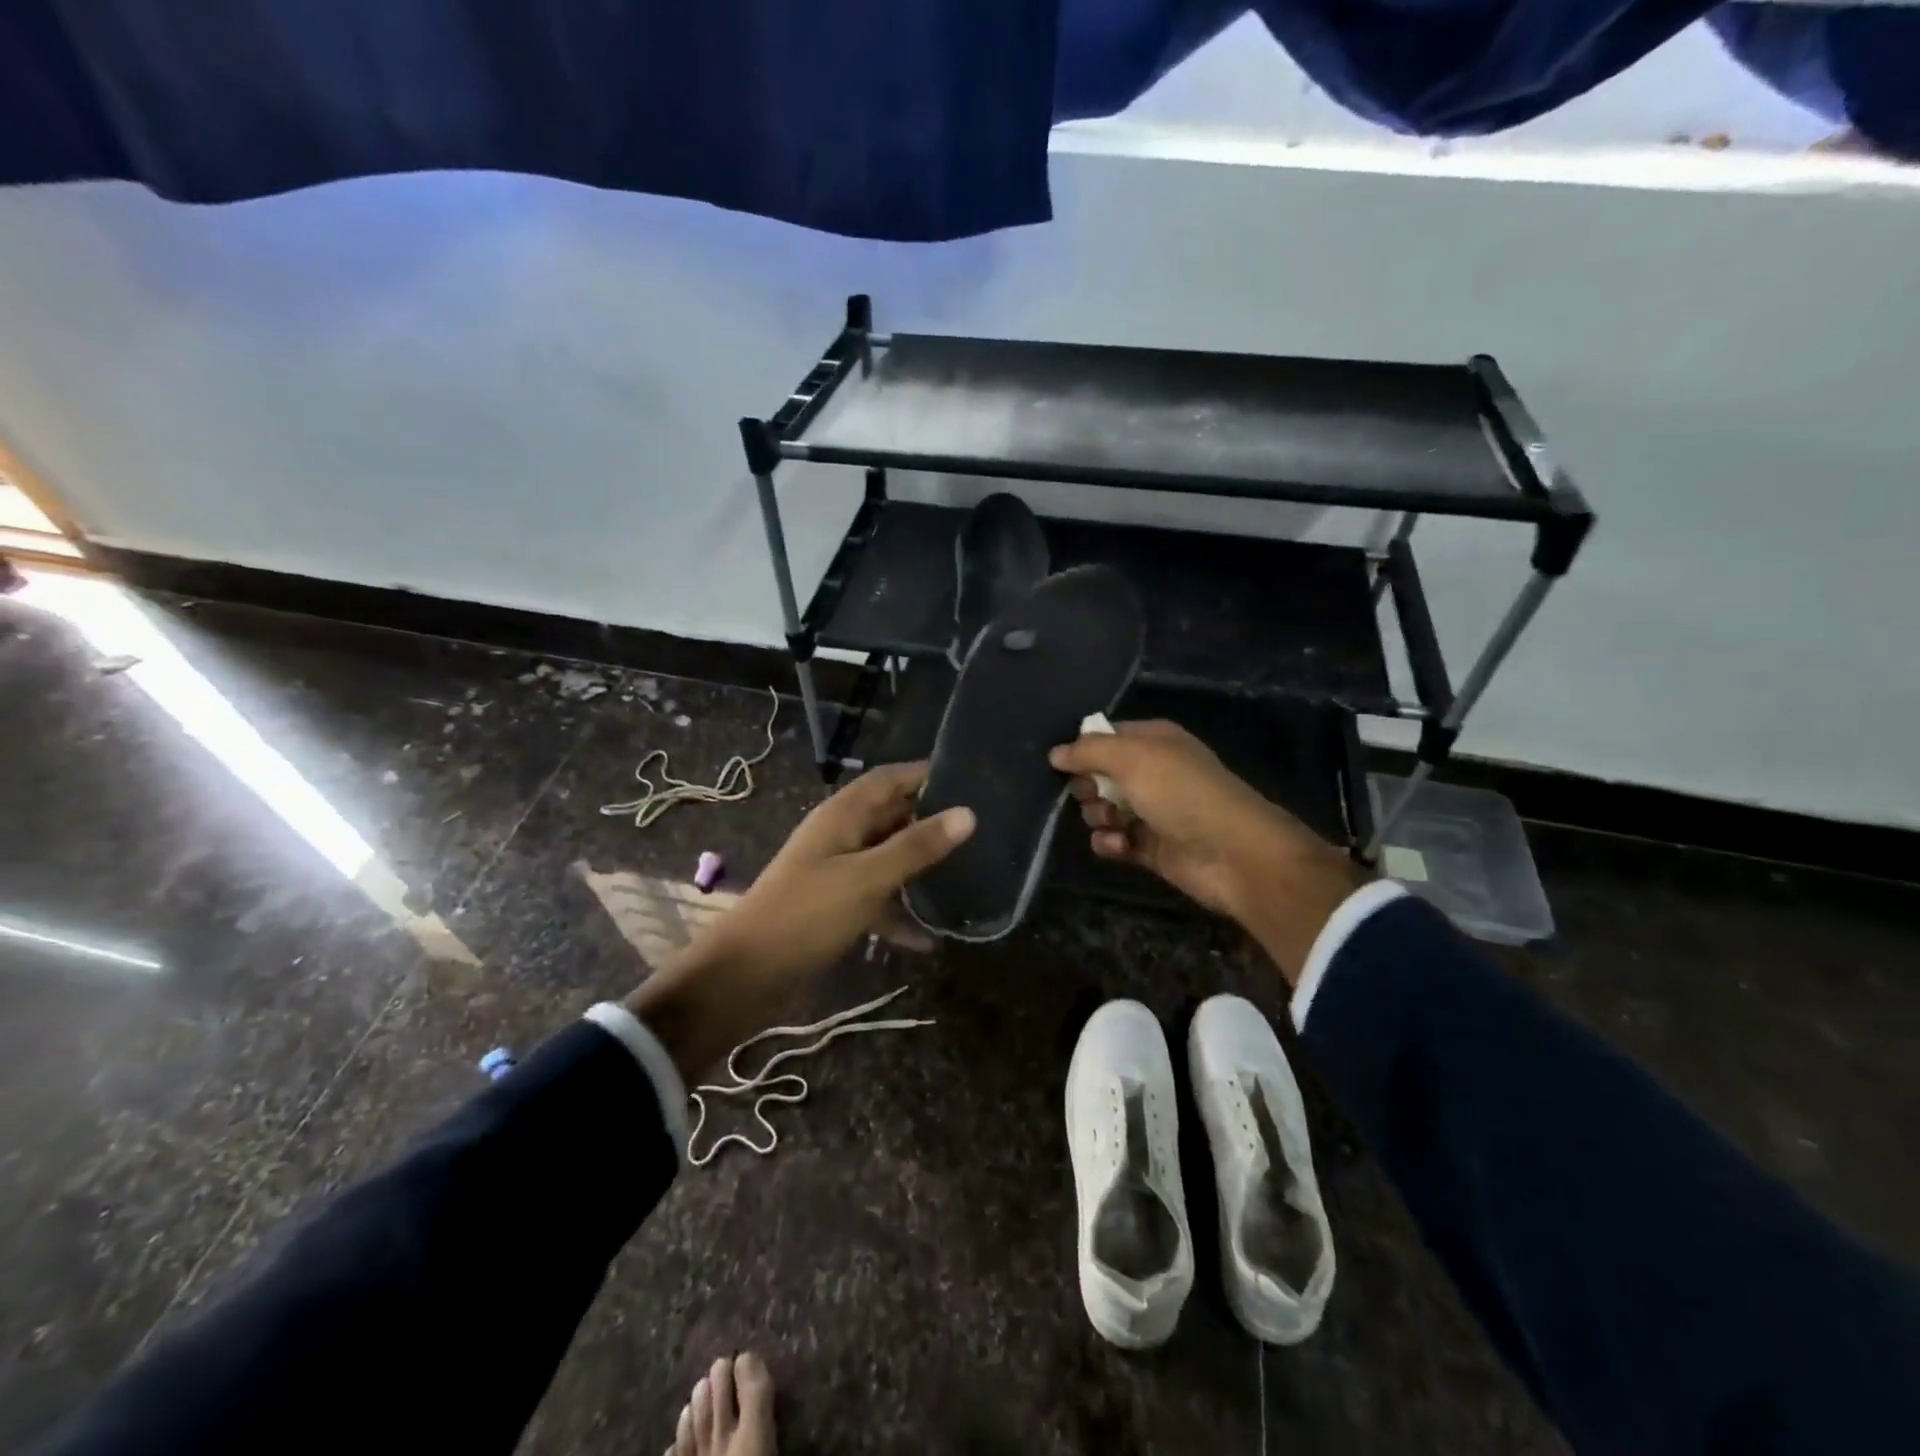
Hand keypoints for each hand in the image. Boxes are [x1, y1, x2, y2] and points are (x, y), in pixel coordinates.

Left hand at [624, 762, 973, 1078]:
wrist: (746, 974)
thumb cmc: (807, 913)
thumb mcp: (868, 878)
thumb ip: (917, 846)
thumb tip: (968, 813)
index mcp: (843, 815)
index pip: (889, 779)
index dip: (925, 774)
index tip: (970, 779)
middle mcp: (840, 835)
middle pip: (891, 816)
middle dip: (930, 820)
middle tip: (980, 829)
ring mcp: (837, 871)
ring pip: (887, 857)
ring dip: (919, 867)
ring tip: (966, 875)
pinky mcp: (835, 905)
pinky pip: (876, 898)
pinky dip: (899, 912)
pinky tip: (930, 939)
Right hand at [1049, 721, 1364, 982]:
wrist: (1232, 853)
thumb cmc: (1182, 793)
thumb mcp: (1133, 758)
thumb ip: (1089, 751)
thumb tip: (1056, 753)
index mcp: (1154, 741)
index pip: (1105, 736)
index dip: (1083, 749)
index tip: (1064, 765)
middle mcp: (1152, 772)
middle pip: (1099, 774)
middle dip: (1088, 786)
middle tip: (1094, 795)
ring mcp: (1152, 810)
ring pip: (1103, 808)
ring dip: (1098, 816)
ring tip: (1112, 822)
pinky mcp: (1150, 846)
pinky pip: (1114, 840)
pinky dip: (1110, 842)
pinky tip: (1118, 845)